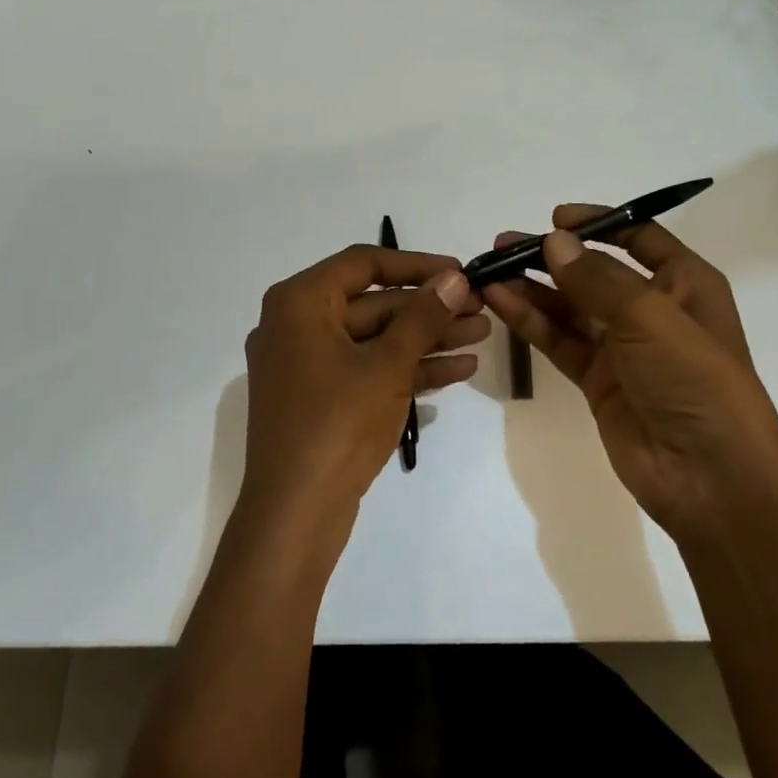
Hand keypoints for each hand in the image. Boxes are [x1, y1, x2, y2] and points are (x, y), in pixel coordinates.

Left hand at [240, 244, 488, 541]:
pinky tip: (459, 368)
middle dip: (429, 308)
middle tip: (481, 308)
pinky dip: (408, 368)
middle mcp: (296, 325)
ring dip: (427, 338)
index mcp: (298, 303)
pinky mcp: (321, 398)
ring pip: (375, 339)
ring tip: (483, 335)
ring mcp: (307, 365)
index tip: (460, 272)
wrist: (295, 514)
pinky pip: (367, 369)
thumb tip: (454, 278)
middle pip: (372, 303)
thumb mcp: (387, 365)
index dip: (417, 264)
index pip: (364, 263)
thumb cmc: (337, 425)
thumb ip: (422, 316)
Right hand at [481, 207, 777, 541]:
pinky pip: (559, 340)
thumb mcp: (650, 317)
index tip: (554, 218)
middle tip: (504, 245)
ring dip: (532, 287)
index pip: (639, 237)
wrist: (709, 476)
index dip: (598, 223)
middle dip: (552, 256)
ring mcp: (622, 347)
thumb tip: (553, 241)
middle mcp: (653, 309)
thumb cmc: (693, 380)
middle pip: (594, 271)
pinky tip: (499, 302)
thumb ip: (597, 278)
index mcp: (684, 283)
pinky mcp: (597, 380)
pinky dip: (530, 321)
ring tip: (488, 270)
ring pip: (570, 306)